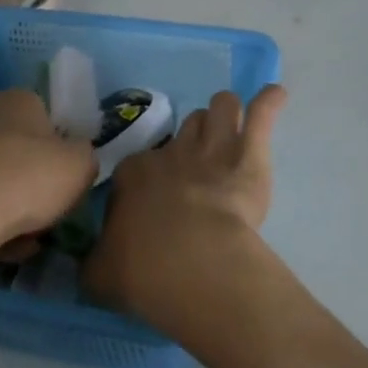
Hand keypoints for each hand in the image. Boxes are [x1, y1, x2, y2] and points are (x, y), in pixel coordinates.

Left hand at [0, 89, 98, 255]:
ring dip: (11, 206)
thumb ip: (85, 155)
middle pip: (19, 149)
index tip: (66, 179)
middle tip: (48, 211)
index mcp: (18, 99)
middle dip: (33, 181)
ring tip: (25, 240)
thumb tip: (74, 156)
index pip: (47, 117)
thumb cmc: (27, 180)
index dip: (60, 149)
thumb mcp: (82, 165)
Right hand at [87, 86, 288, 328]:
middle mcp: (171, 152)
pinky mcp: (249, 153)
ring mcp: (212, 147)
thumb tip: (93, 262)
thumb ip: (96, 261)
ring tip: (234, 128)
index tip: (157, 200)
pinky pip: (261, 113)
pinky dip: (268, 103)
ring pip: (220, 108)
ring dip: (226, 116)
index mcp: (132, 174)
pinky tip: (275, 96)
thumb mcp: (99, 272)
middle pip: (186, 129)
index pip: (140, 164)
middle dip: (194, 140)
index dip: (150, 178)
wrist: (190, 263)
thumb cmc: (141, 269)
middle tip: (201, 164)